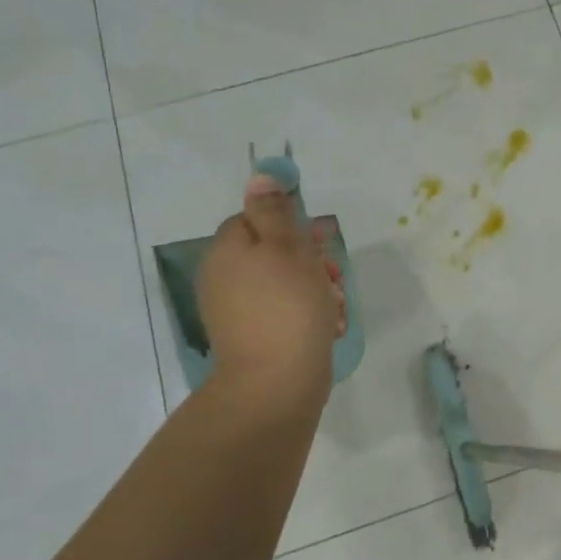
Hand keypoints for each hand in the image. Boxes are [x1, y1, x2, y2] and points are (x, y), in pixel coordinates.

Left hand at [198, 174, 344, 410]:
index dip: (292, 228)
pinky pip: (287, 313)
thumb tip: (259, 177)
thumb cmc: (288, 306)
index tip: (319, 242)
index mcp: (227, 251)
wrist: (278, 381)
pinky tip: (329, 327)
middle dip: (311, 262)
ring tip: (335, 307)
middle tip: (332, 277)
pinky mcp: (256, 337)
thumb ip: (273, 211)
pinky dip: (310, 315)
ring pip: (287, 284)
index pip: (256, 220)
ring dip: (317, 290)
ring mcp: (238, 311)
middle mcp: (225, 278)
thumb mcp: (287, 247)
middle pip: (274, 252)